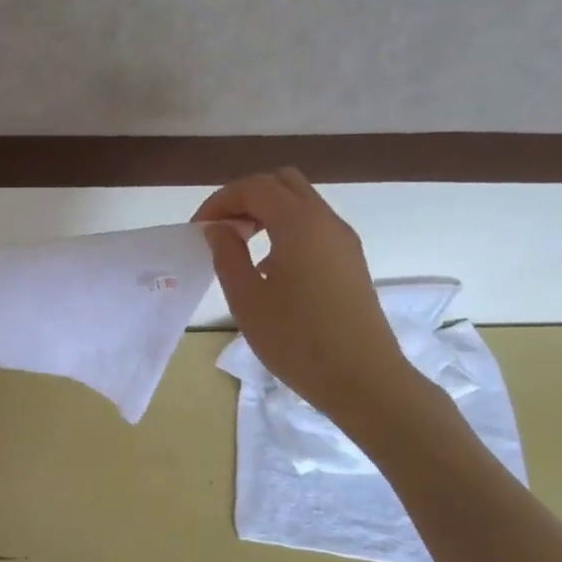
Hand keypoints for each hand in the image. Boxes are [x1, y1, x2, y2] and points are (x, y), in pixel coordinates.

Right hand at [194, 169, 423, 430]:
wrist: (362, 379)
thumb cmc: (296, 340)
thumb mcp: (247, 298)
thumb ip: (227, 255)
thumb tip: (219, 229)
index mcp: (299, 224)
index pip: (254, 187)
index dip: (220, 200)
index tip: (199, 229)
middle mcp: (326, 221)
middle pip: (282, 183)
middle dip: (246, 197)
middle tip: (221, 229)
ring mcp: (343, 240)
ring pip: (301, 203)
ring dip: (266, 212)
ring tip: (240, 246)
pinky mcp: (351, 261)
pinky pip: (314, 226)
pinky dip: (285, 228)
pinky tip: (270, 266)